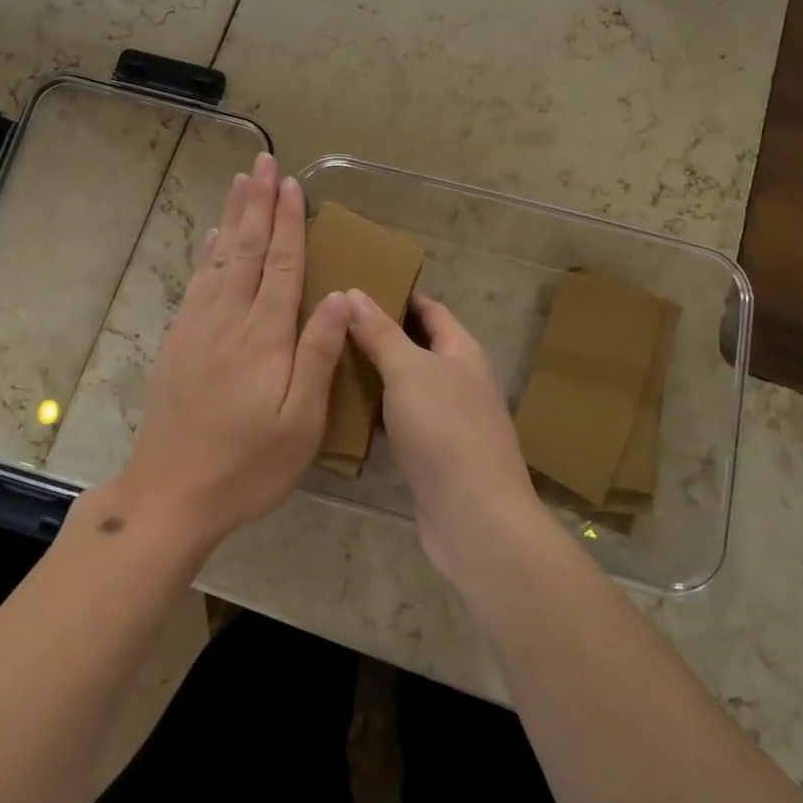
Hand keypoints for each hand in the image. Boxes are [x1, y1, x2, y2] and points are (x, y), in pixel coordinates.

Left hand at [122, 153, 350, 548]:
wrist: (170, 493)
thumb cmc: (248, 464)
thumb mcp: (300, 421)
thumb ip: (318, 354)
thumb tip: (338, 296)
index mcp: (264, 336)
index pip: (281, 264)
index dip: (288, 222)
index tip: (291, 184)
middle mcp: (229, 319)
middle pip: (246, 248)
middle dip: (257, 203)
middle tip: (263, 161)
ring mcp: (198, 327)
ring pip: (219, 258)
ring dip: (231, 217)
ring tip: (239, 182)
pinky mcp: (178, 342)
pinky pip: (195, 283)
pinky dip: (206, 254)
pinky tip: (210, 238)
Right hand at [344, 291, 543, 577]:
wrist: (474, 517)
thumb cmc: (445, 430)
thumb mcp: (409, 370)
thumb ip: (381, 332)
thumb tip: (354, 292)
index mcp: (461, 351)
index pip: (429, 309)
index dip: (397, 294)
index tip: (355, 286)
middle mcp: (459, 379)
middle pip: (416, 345)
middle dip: (378, 333)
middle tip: (330, 322)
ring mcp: (447, 419)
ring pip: (405, 384)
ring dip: (373, 373)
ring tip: (327, 359)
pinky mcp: (433, 453)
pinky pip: (400, 420)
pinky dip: (376, 411)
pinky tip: (342, 410)